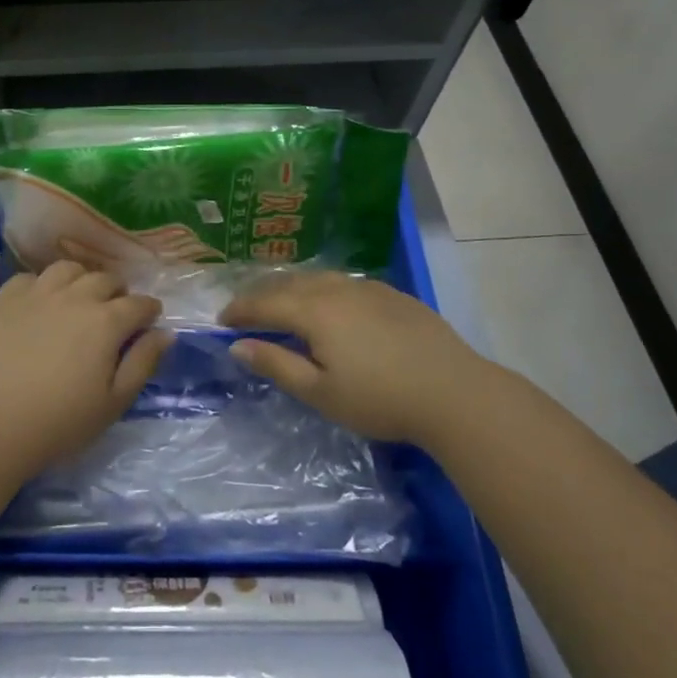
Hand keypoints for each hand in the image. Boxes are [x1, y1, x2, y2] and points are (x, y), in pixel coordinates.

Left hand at [0, 261, 169, 475]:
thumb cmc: (60, 422)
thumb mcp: (114, 402)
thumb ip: (143, 362)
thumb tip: (165, 332)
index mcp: (106, 321)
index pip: (139, 304)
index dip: (149, 311)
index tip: (149, 321)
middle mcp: (75, 296)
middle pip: (106, 279)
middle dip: (118, 293)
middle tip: (116, 314)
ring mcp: (37, 293)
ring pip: (69, 269)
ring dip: (82, 280)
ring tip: (80, 300)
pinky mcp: (6, 299)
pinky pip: (31, 277)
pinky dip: (43, 285)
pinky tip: (41, 304)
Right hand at [221, 271, 506, 443]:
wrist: (455, 393)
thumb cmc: (380, 399)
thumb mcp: (319, 392)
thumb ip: (276, 364)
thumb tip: (237, 345)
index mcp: (314, 310)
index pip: (264, 302)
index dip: (240, 310)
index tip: (221, 321)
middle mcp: (337, 289)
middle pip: (289, 284)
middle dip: (262, 295)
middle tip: (245, 310)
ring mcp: (368, 288)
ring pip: (318, 279)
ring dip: (292, 288)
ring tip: (282, 303)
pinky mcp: (393, 295)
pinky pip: (344, 283)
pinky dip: (323, 289)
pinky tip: (330, 304)